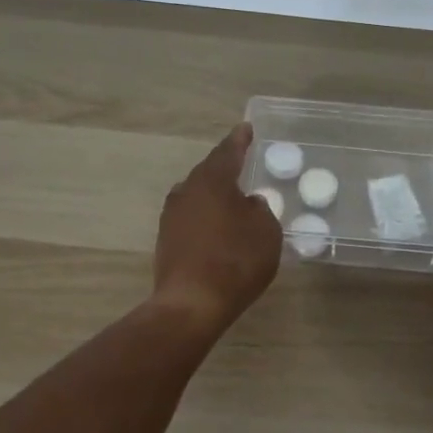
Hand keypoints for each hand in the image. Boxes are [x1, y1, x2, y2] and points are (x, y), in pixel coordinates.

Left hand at [153, 123, 281, 333]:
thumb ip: (260, 210)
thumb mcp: (266, 231)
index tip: (246, 128)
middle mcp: (187, 191)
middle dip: (225, 166)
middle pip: (208, 171)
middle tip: (242, 162)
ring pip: (197, 194)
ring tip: (233, 196)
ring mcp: (172, 216)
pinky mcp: (167, 240)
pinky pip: (192, 216)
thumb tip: (248, 204)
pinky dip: (207, 215)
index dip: (240, 140)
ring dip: (214, 192)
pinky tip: (219, 226)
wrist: (191, 304)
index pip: (228, 151)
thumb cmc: (236, 261)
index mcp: (212, 180)